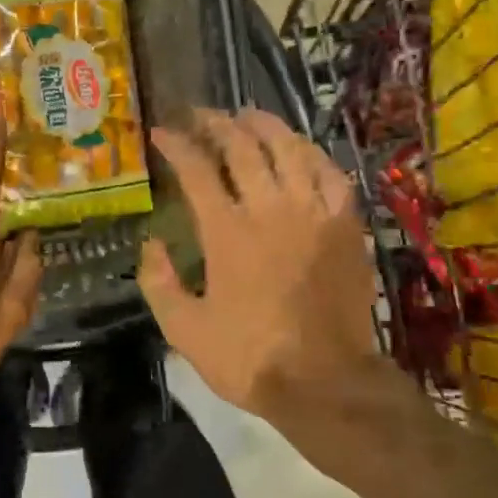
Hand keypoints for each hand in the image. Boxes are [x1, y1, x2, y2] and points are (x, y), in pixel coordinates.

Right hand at [140, 108, 384, 421]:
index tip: (161, 132)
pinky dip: (312, 155)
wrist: (325, 382)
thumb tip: (151, 244)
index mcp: (227, 232)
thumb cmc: (250, 358)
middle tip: (202, 115)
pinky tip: (301, 152)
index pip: (197, 169)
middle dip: (217, 123)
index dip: (176, 145)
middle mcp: (271, 209)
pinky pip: (331, 174)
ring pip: (291, 149)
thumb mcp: (185, 330)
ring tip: (248, 116)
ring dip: (266, 126)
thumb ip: (158, 283)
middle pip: (243, 147)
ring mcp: (314, 213)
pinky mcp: (346, 226)